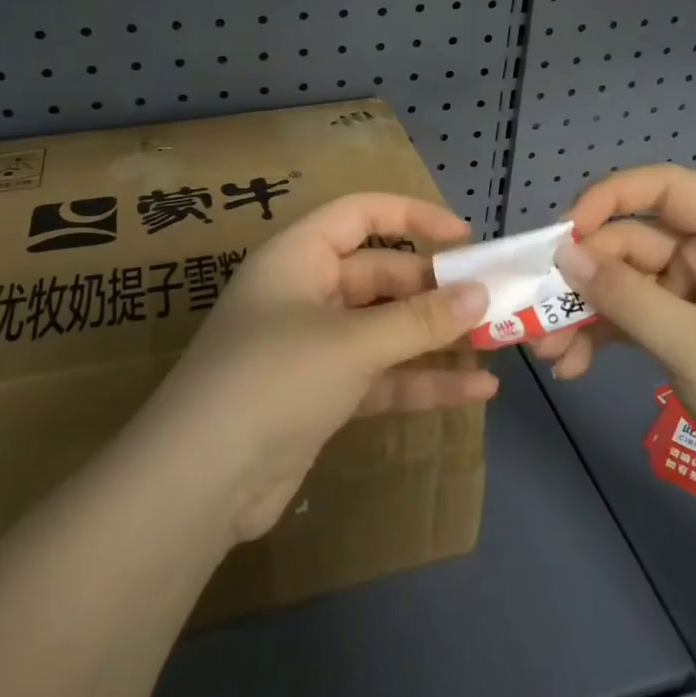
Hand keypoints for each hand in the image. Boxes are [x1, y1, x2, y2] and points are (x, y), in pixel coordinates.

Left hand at [136, 193, 494, 542]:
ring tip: (495, 344)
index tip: (464, 238)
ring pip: (385, 329)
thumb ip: (418, 320)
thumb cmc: (274, 379)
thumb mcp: (351, 343)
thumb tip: (480, 294)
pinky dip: (421, 381)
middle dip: (435, 290)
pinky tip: (474, 393)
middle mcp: (305, 292)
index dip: (412, 217)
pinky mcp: (321, 395)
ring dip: (435, 338)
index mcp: (298, 257)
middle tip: (493, 302)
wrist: (200, 481)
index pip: (360, 215)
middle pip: (380, 276)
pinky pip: (380, 375)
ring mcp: (313, 346)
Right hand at [546, 164, 695, 503]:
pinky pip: (628, 319)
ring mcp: (694, 298)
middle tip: (539, 310)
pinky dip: (599, 337)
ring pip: (622, 284)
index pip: (664, 189)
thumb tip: (563, 253)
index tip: (564, 232)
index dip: (610, 197)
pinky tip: (571, 366)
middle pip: (631, 242)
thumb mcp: (693, 343)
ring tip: (548, 350)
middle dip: (584, 277)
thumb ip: (625, 295)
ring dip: (583, 312)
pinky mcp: (681, 334)